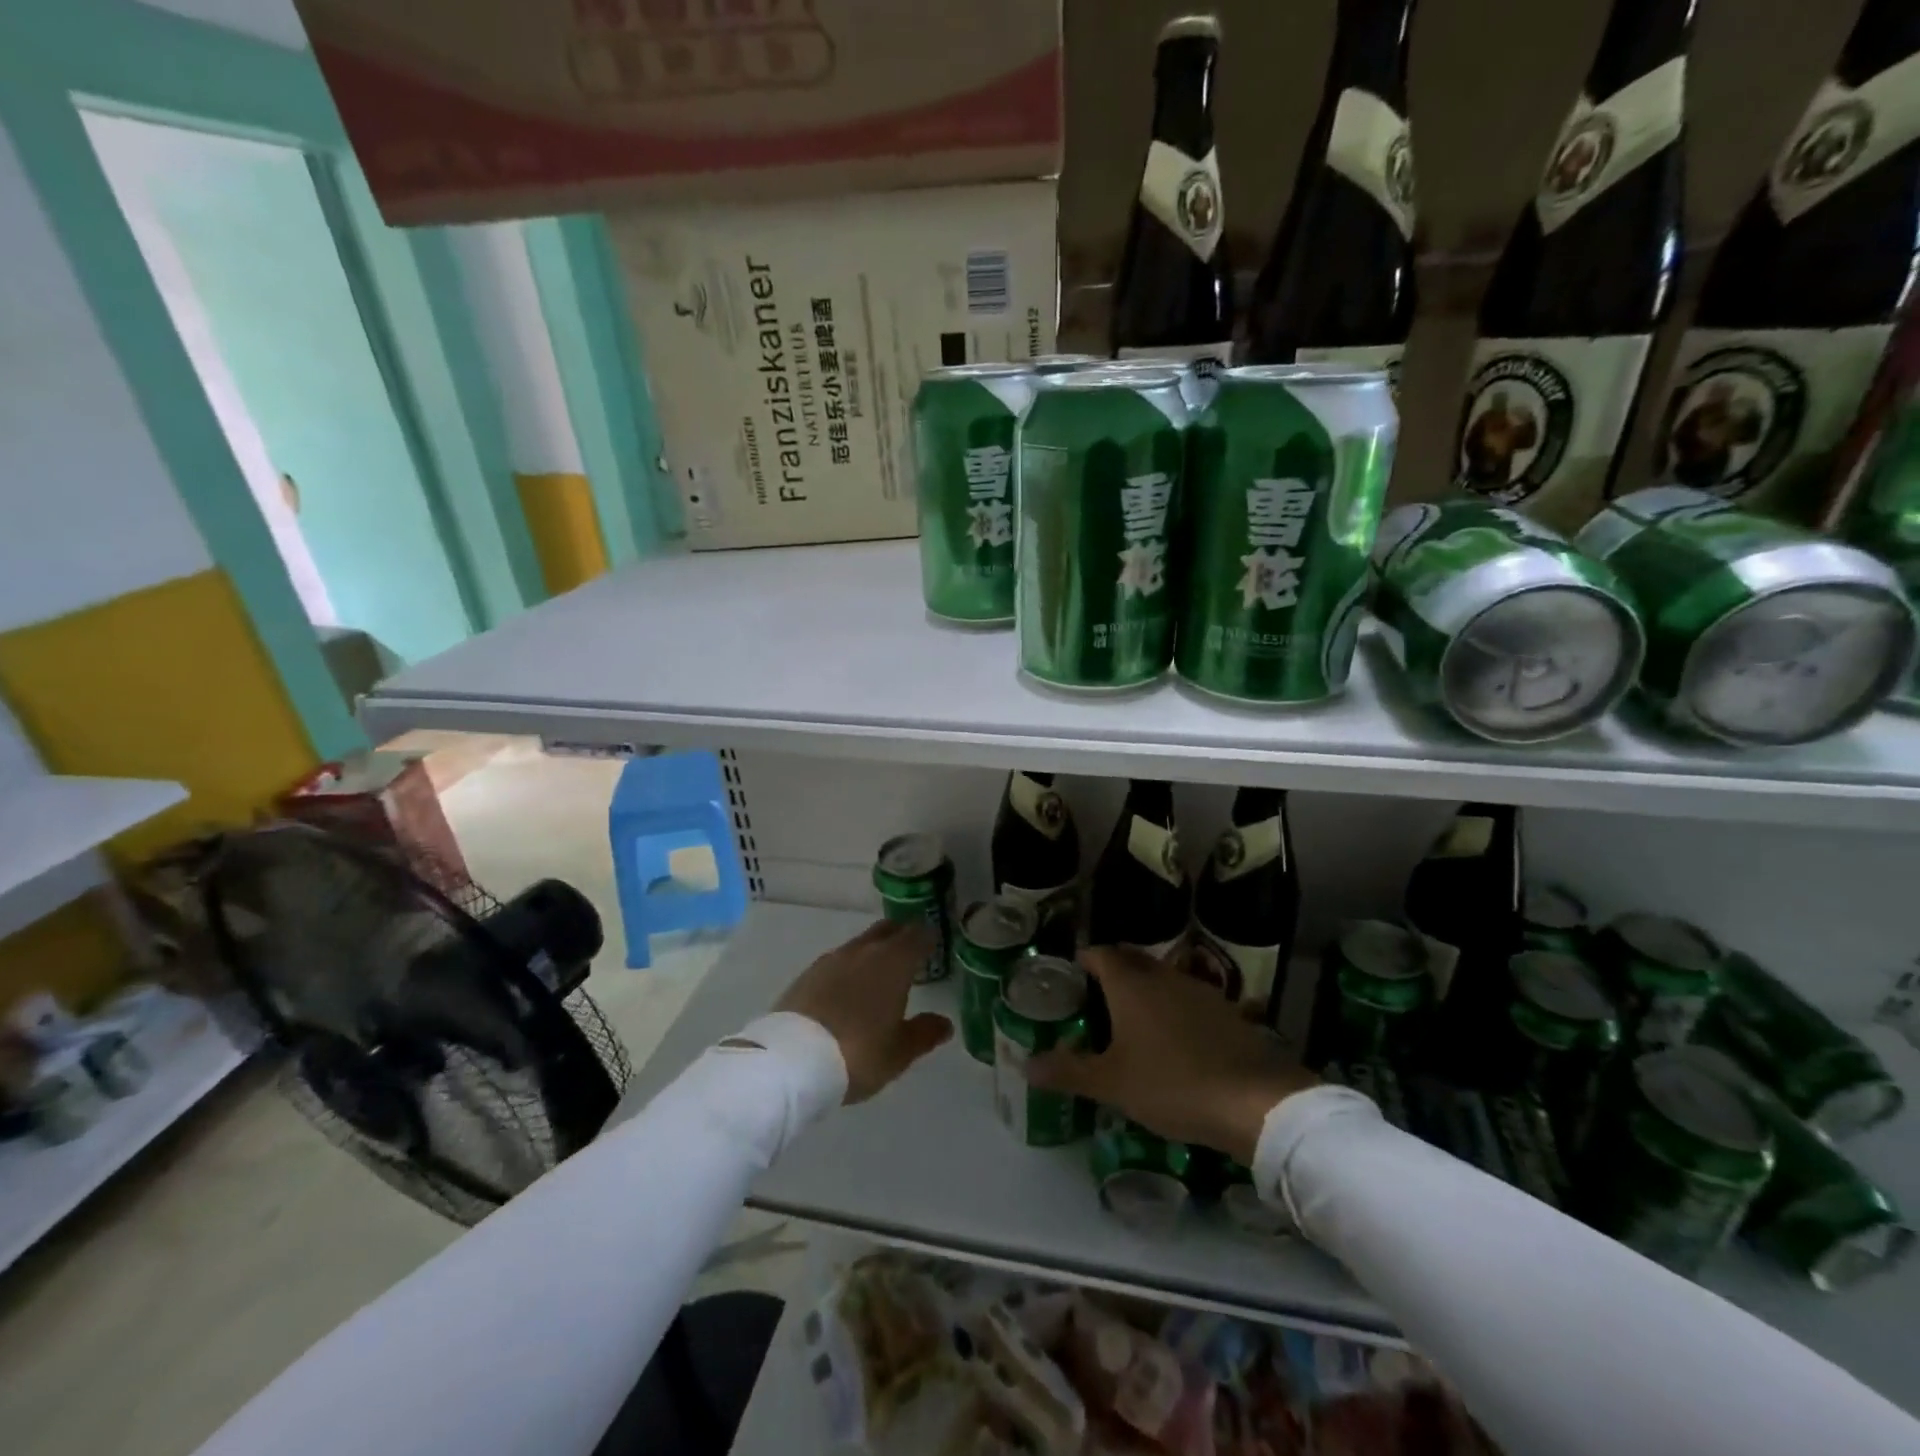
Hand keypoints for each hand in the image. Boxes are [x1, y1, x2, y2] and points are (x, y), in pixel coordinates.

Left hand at [776, 920, 953, 1102]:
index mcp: (894, 962)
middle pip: (887, 930)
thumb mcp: (899, 1052)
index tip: (934, 942)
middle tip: (910, 949)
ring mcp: (833, 959)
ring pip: (860, 944)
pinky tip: (848, 986)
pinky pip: (837, 960)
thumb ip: (924, 1033)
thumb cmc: (859, 1052)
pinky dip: (849, 967)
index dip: (928, 937)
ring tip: (879, 970)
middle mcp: (864, 951)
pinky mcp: (808, 973)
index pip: (917, 935)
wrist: (793, 1059)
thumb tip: (945, 1023)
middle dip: (901, 935)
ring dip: (873, 950)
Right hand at [1024, 946, 1316, 1163]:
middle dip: (1112, 972)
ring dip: (1145, 990)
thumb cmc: (1172, 1084)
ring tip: (1130, 1020)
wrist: (1255, 1101)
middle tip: (1095, 998)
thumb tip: (1026, 1064)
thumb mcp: (1112, 1084)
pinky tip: (1173, 1041)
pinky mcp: (1227, 1012)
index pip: (1100, 953)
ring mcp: (1199, 991)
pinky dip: (1173, 1010)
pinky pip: (1188, 1000)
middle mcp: (1164, 976)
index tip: (1071, 975)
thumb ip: (1068, 1072)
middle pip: (1132, 961)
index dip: (1084, 959)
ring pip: (1162, 979)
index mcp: (1131, 984)